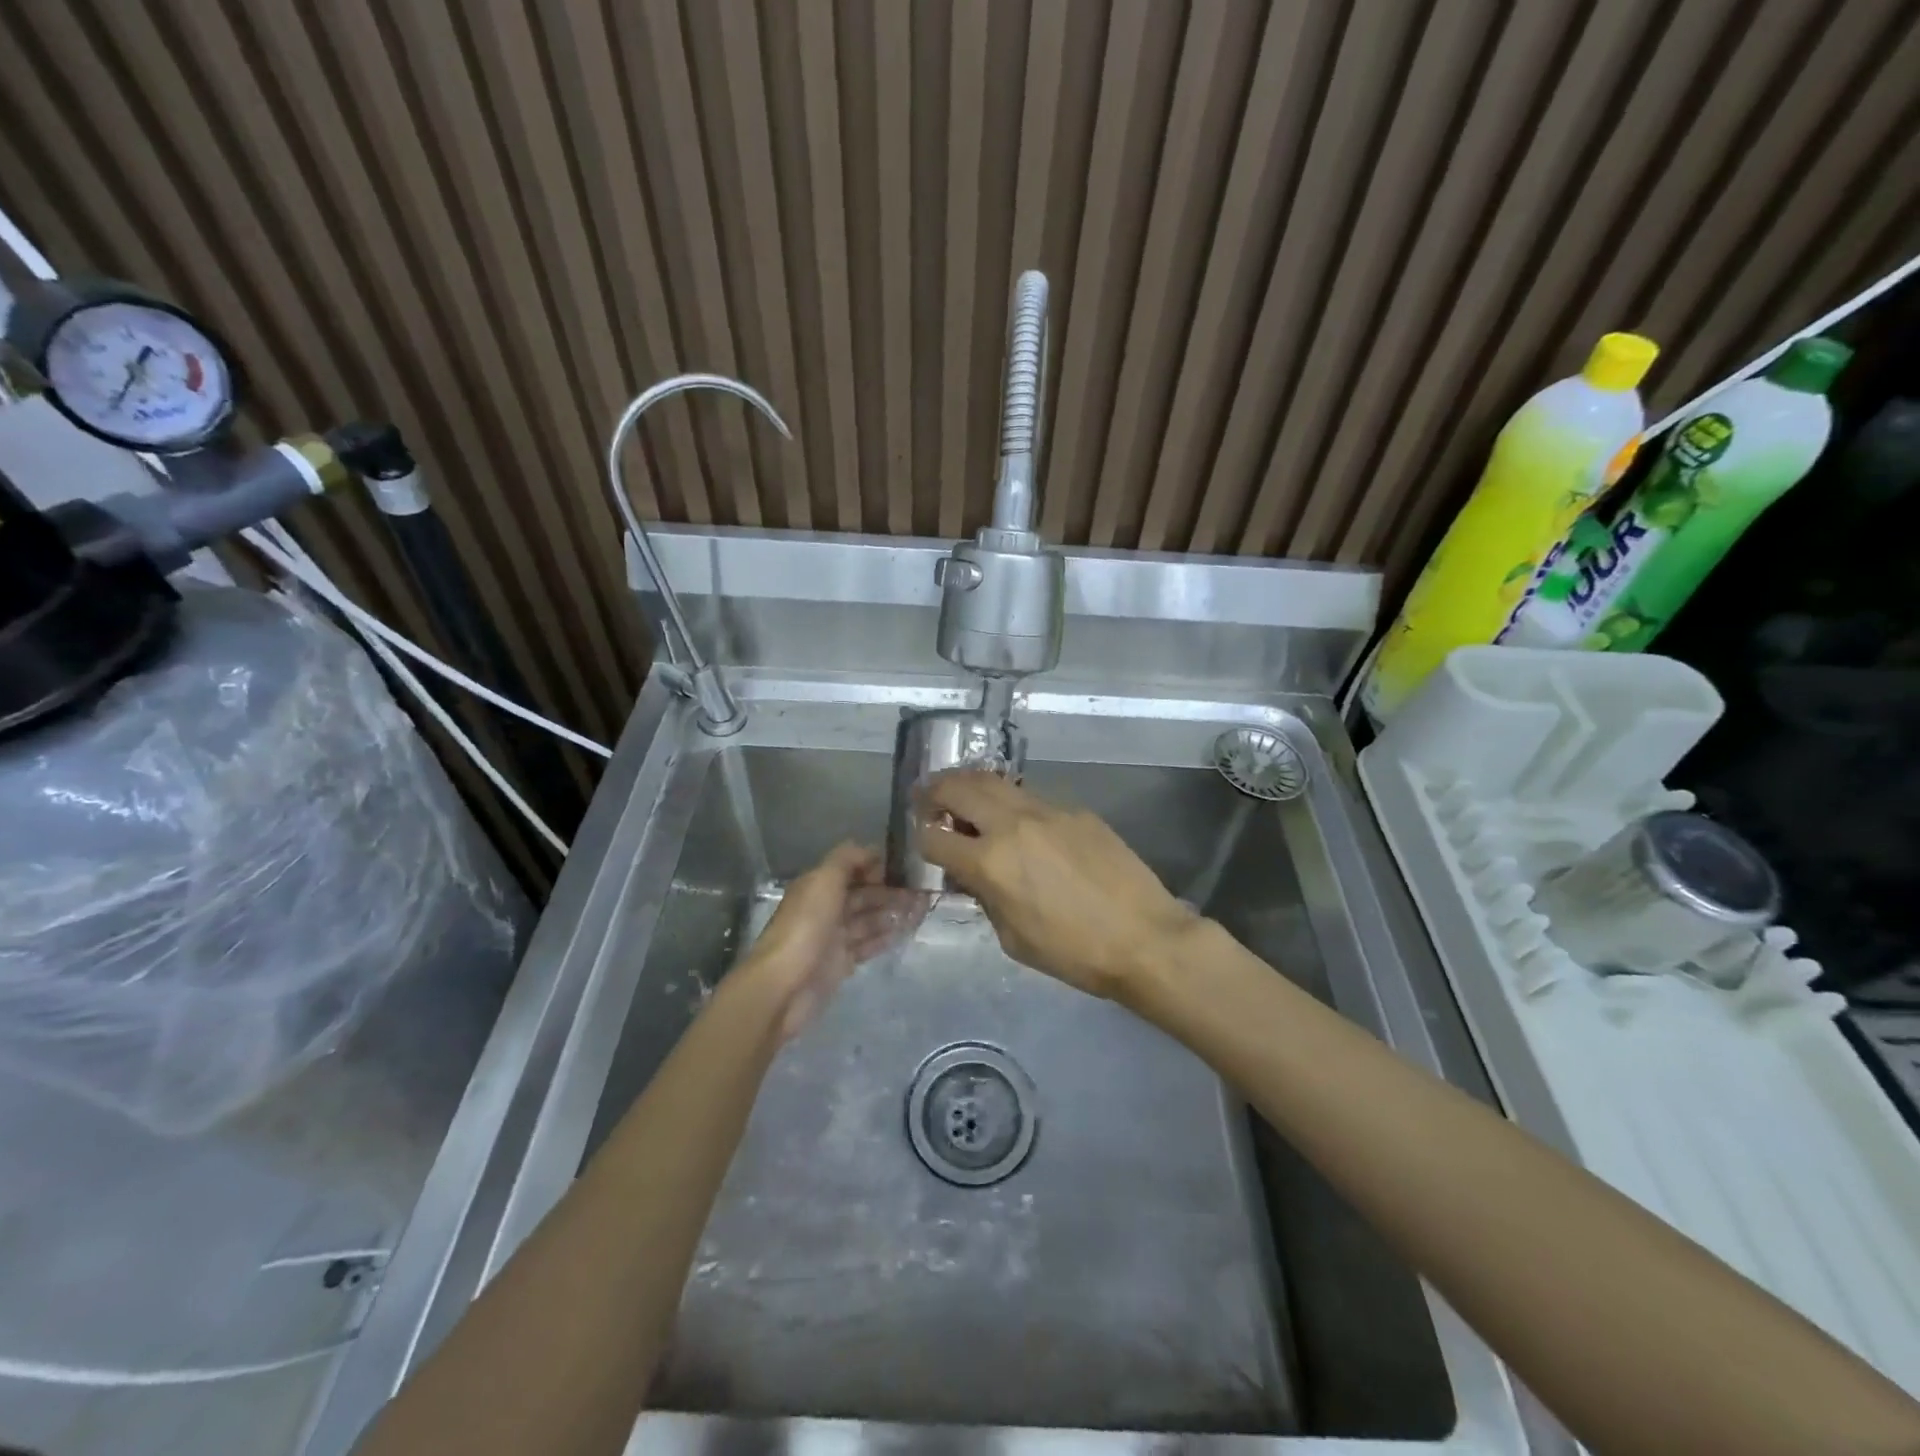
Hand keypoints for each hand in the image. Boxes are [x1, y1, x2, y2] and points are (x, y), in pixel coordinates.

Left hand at [741, 843, 925, 1039]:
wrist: (784, 986)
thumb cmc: (805, 927)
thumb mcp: (824, 881)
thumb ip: (846, 859)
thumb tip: (871, 849)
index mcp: (818, 885)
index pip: (852, 868)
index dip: (877, 865)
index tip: (906, 866)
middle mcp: (826, 908)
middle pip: (864, 894)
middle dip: (891, 890)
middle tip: (923, 890)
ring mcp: (834, 937)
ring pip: (869, 919)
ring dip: (893, 912)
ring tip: (922, 909)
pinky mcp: (841, 963)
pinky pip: (868, 944)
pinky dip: (886, 936)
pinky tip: (906, 931)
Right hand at [915, 771, 1196, 999]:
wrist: (1144, 938)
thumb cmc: (1074, 953)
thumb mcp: (1013, 938)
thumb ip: (985, 898)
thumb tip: (972, 875)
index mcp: (990, 862)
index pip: (933, 836)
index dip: (920, 838)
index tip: (924, 841)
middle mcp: (1012, 825)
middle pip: (958, 788)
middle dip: (934, 791)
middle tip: (928, 798)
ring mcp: (1047, 811)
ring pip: (996, 782)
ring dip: (971, 786)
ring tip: (964, 797)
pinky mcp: (1076, 810)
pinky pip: (1032, 799)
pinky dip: (1012, 805)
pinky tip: (1020, 824)